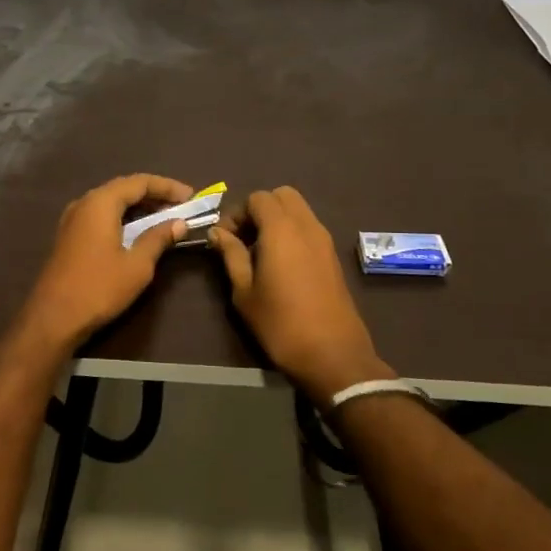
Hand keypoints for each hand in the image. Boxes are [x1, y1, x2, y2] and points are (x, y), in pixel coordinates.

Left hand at [15, 173, 194, 348]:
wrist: (53, 317)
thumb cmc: (99, 288)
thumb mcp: (137, 265)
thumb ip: (158, 238)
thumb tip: (178, 223)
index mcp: (100, 202)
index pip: (139, 182)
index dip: (167, 187)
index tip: (191, 197)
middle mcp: (84, 203)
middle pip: (123, 189)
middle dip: (154, 195)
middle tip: (180, 207)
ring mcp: (73, 219)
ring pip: (111, 202)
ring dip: (138, 207)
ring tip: (164, 218)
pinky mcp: (69, 236)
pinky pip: (100, 216)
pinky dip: (122, 218)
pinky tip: (136, 232)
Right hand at [210, 187, 390, 406]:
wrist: (332, 354)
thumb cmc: (280, 324)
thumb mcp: (244, 291)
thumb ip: (231, 255)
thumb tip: (218, 232)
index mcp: (281, 230)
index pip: (258, 198)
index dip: (237, 213)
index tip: (225, 239)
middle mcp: (306, 226)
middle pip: (282, 195)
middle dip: (259, 209)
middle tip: (244, 238)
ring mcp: (324, 240)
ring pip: (299, 210)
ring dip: (277, 220)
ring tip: (260, 252)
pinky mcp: (333, 256)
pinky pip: (309, 228)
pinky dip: (292, 232)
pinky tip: (281, 263)